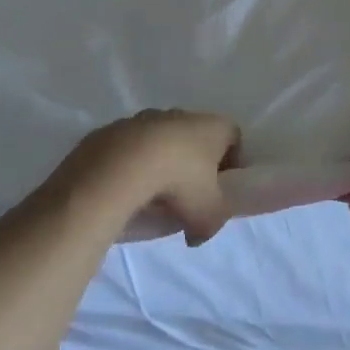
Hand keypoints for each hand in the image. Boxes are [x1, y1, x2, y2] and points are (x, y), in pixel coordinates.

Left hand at [59, 109, 241, 245]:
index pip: (233, 137)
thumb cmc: (180, 183)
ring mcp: (146, 118)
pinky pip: (131, 148)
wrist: (120, 167)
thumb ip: (212, 224)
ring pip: (161, 141)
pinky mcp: (116, 128)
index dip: (232, 162)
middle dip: (194, 165)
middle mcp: (183, 115)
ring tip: (153, 196)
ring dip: (161, 163)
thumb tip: (197, 234)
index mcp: (214, 127)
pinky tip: (128, 189)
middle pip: (196, 137)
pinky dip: (133, 165)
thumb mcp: (208, 215)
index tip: (223, 187)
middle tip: (188, 196)